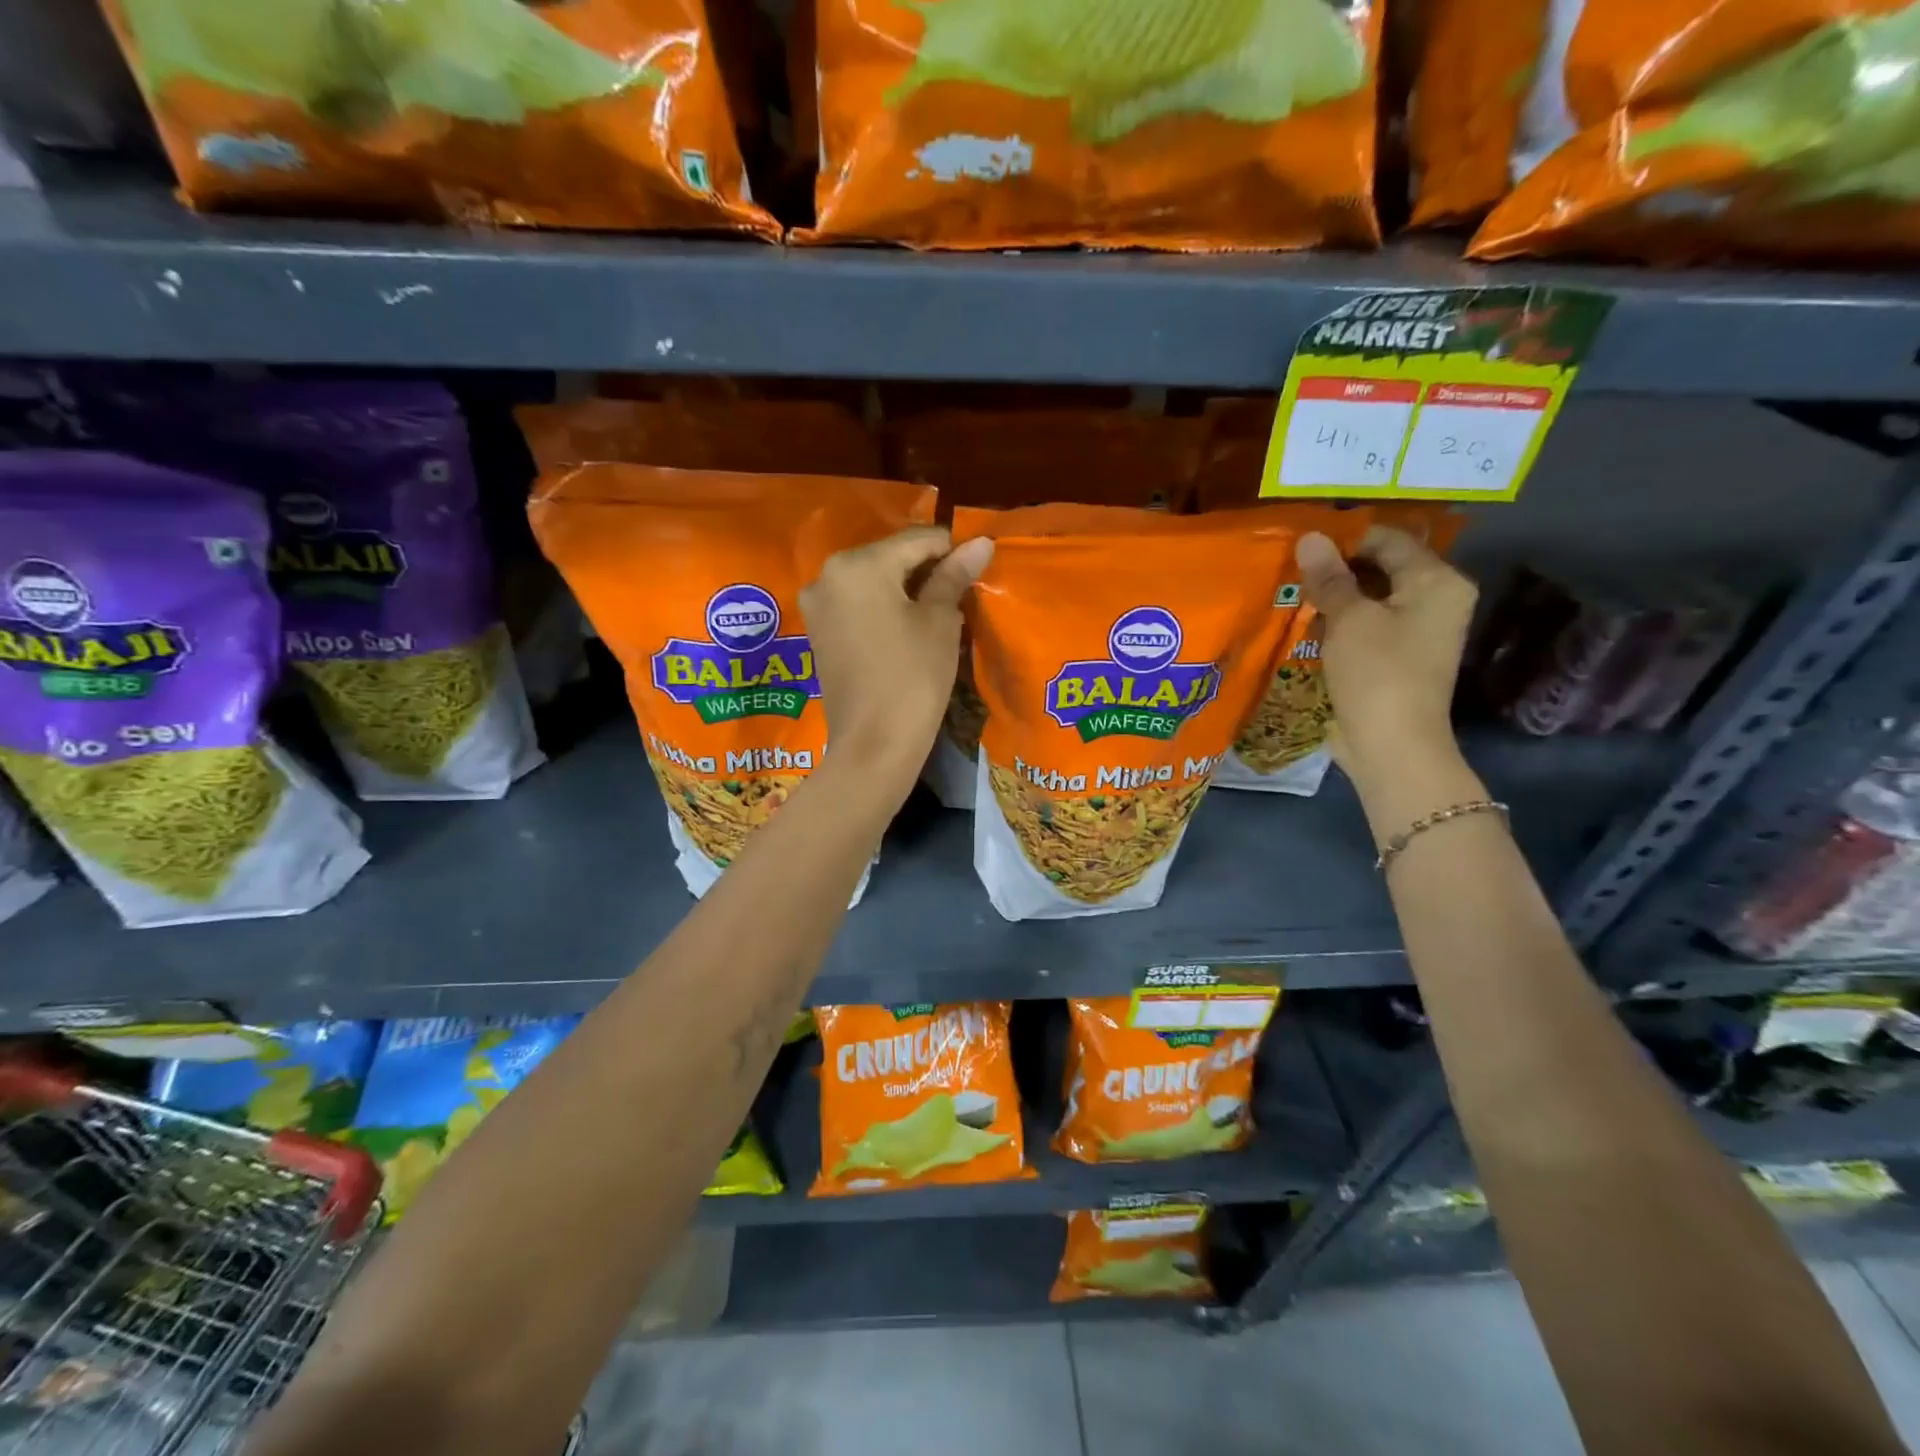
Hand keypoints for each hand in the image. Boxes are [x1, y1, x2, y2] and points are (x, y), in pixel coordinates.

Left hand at [800, 526, 993, 792]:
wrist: (873, 745)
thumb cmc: (913, 678)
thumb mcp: (940, 622)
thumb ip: (954, 576)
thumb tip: (981, 543)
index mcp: (858, 564)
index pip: (916, 539)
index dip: (952, 550)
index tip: (977, 569)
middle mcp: (827, 575)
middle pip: (890, 556)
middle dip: (925, 570)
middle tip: (958, 595)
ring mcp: (818, 605)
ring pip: (872, 580)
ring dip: (905, 589)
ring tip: (936, 614)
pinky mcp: (817, 631)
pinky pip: (857, 604)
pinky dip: (883, 607)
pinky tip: (906, 629)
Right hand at [1296, 526, 1475, 789]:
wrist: (1392, 745)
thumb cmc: (1377, 673)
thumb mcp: (1348, 619)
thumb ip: (1329, 577)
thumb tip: (1309, 537)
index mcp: (1437, 581)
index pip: (1388, 540)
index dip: (1344, 538)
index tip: (1301, 544)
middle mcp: (1435, 600)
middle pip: (1381, 567)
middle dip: (1336, 568)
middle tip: (1290, 567)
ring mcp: (1416, 631)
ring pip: (1370, 598)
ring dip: (1334, 596)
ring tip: (1292, 592)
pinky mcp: (1395, 657)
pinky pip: (1366, 625)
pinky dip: (1339, 622)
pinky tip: (1306, 623)